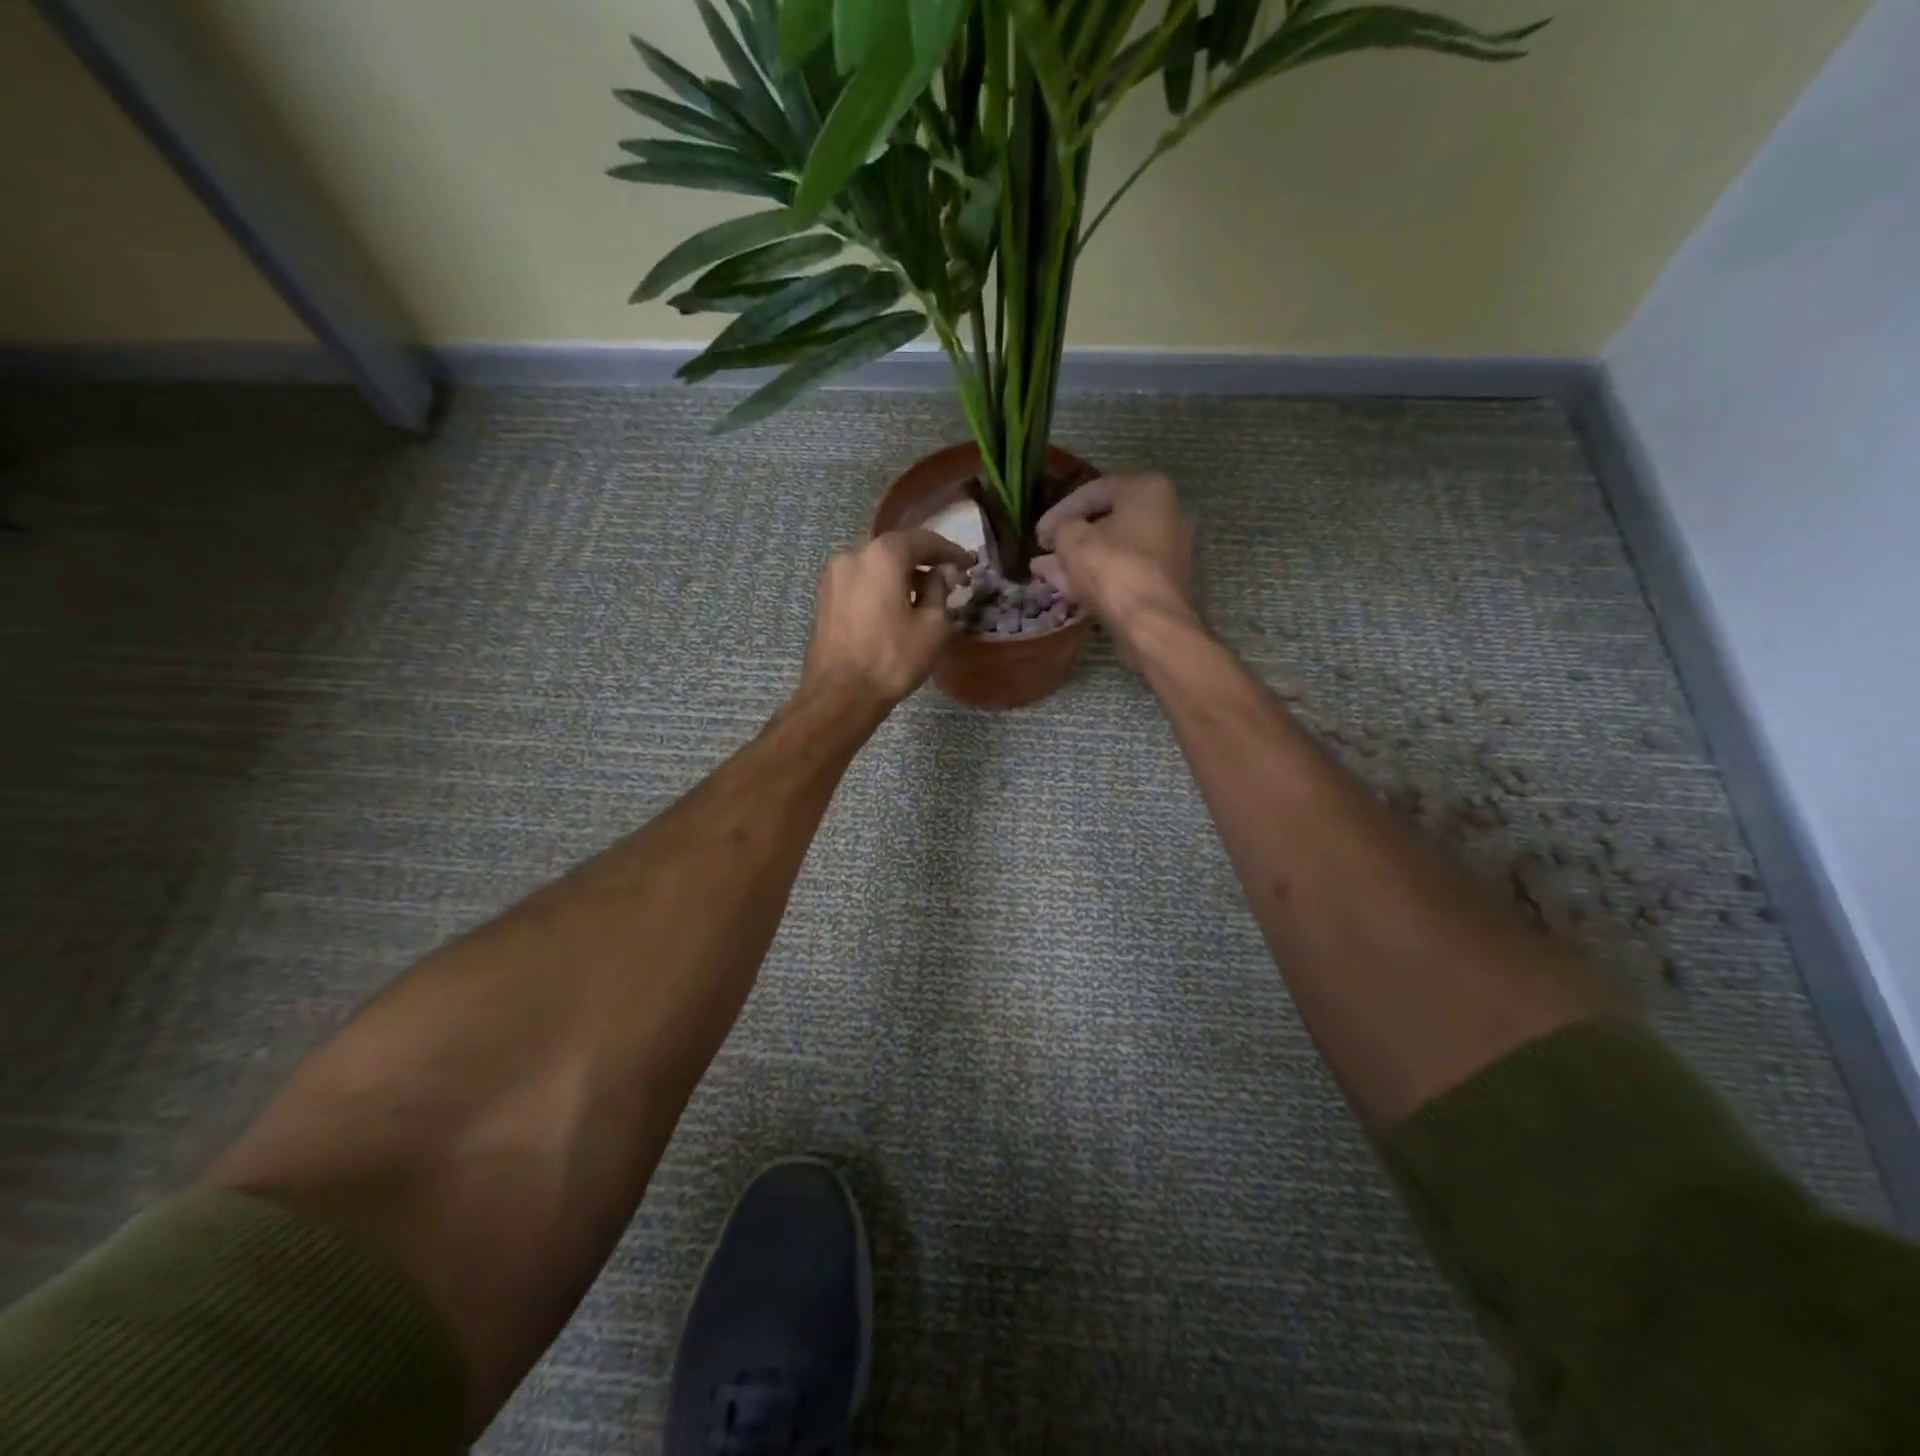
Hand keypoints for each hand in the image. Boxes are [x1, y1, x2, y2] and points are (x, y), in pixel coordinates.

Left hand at [800, 529, 973, 710]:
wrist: (840, 694)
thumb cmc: (892, 659)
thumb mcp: (933, 626)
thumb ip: (940, 591)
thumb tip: (938, 576)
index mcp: (882, 556)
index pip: (922, 540)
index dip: (949, 551)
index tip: (968, 563)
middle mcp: (853, 556)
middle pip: (896, 550)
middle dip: (924, 562)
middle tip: (949, 579)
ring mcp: (833, 577)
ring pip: (876, 567)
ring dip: (902, 576)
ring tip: (924, 597)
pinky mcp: (825, 599)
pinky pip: (861, 583)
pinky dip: (882, 588)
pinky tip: (896, 608)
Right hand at [1032, 474, 1194, 660]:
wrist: (1151, 621)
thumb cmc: (1112, 567)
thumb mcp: (1072, 539)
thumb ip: (1060, 528)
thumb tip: (1058, 535)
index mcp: (1148, 489)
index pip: (1094, 491)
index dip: (1059, 511)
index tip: (1039, 533)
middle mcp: (1166, 513)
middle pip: (1106, 521)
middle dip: (1070, 537)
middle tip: (1045, 549)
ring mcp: (1168, 550)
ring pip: (1113, 549)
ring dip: (1078, 559)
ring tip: (1045, 571)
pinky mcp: (1163, 581)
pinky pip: (1124, 570)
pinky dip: (1097, 574)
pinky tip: (1066, 586)